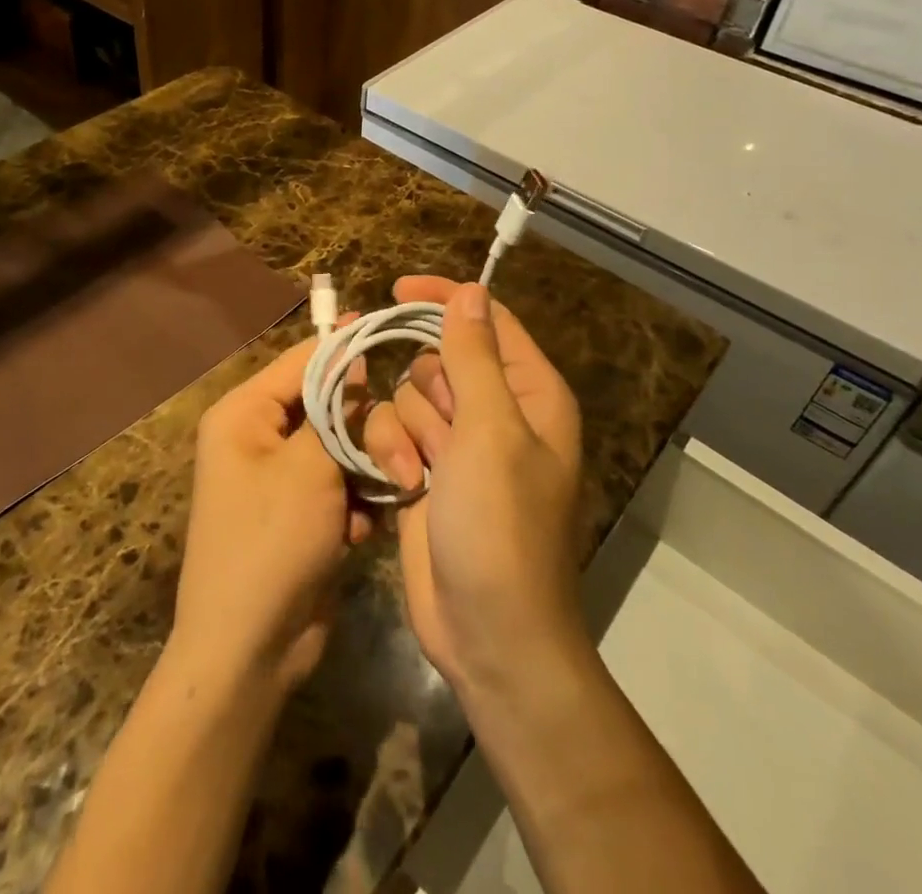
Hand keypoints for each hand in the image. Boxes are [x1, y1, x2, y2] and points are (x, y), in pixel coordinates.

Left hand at [171, 333, 371, 695]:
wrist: (250, 651)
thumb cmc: (271, 542)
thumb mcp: (308, 466)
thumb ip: (335, 408)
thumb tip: (352, 361)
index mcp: (244, 414)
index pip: (302, 360)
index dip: (344, 345)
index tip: (388, 331)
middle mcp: (258, 436)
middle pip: (326, 403)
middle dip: (360, 427)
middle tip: (393, 445)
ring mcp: (281, 477)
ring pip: (340, 445)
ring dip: (363, 470)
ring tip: (376, 496)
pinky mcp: (302, 512)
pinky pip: (340, 483)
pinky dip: (355, 502)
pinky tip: (359, 532)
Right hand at [364, 278, 586, 697]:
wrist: (487, 632)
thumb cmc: (500, 525)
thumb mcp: (489, 430)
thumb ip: (473, 355)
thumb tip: (469, 290)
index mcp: (529, 393)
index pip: (487, 320)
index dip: (445, 299)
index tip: (397, 289)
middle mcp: (496, 413)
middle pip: (440, 359)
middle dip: (426, 388)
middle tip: (439, 431)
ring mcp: (459, 446)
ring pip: (409, 397)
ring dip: (405, 430)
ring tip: (419, 474)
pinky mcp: (427, 475)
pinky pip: (394, 435)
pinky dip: (391, 455)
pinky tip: (401, 488)